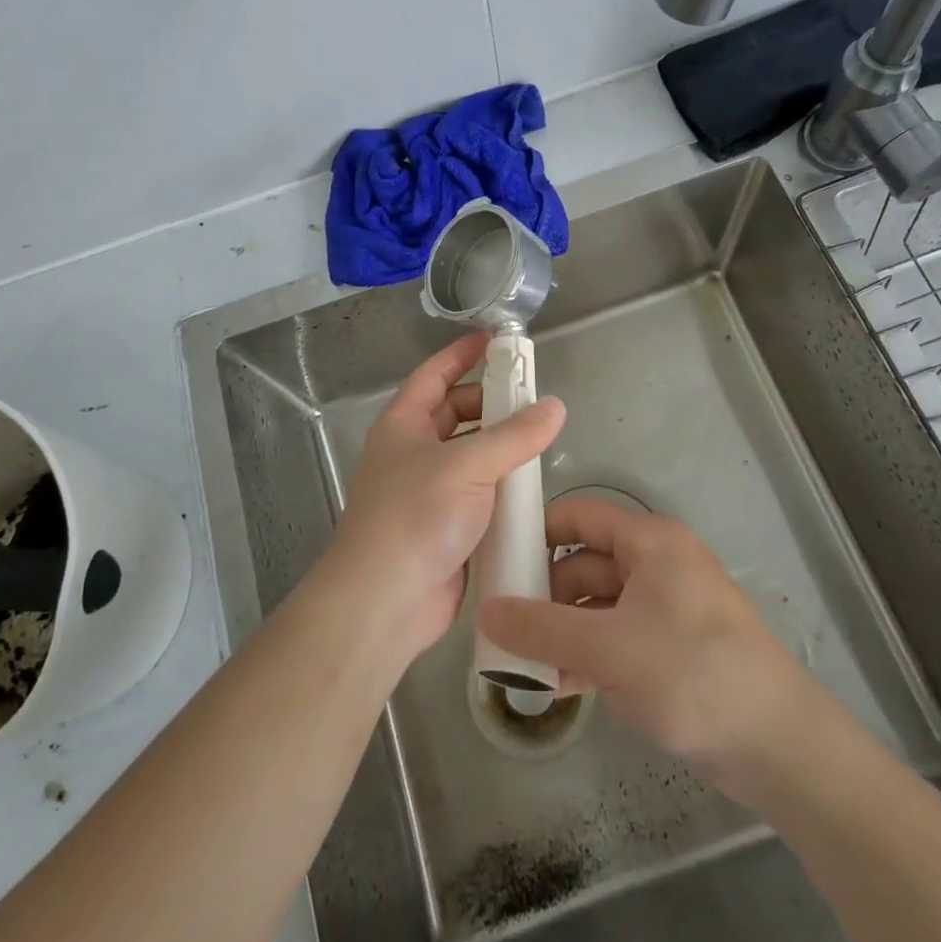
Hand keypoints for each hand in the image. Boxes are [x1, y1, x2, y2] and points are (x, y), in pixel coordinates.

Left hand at [326, 332, 565, 660]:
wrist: (386, 602)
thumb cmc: (416, 516)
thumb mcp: (467, 466)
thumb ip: (514, 436)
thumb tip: (554, 406)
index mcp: (404, 425)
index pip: (434, 375)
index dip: (461, 354)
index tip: (494, 340)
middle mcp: (413, 452)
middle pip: (455, 413)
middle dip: (490, 402)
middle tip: (531, 397)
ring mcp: (428, 491)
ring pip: (470, 455)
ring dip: (500, 446)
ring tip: (540, 438)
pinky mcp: (446, 526)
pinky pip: (479, 493)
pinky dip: (501, 485)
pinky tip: (532, 486)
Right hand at [479, 499, 819, 797]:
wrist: (779, 746)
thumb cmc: (692, 674)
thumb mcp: (609, 649)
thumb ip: (543, 628)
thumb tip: (487, 610)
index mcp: (650, 542)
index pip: (580, 516)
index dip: (538, 532)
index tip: (498, 562)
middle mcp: (657, 564)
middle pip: (586, 563)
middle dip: (546, 596)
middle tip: (504, 628)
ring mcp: (666, 607)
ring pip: (599, 605)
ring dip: (564, 632)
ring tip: (524, 665)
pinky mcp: (672, 647)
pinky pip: (618, 637)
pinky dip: (590, 655)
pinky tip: (561, 686)